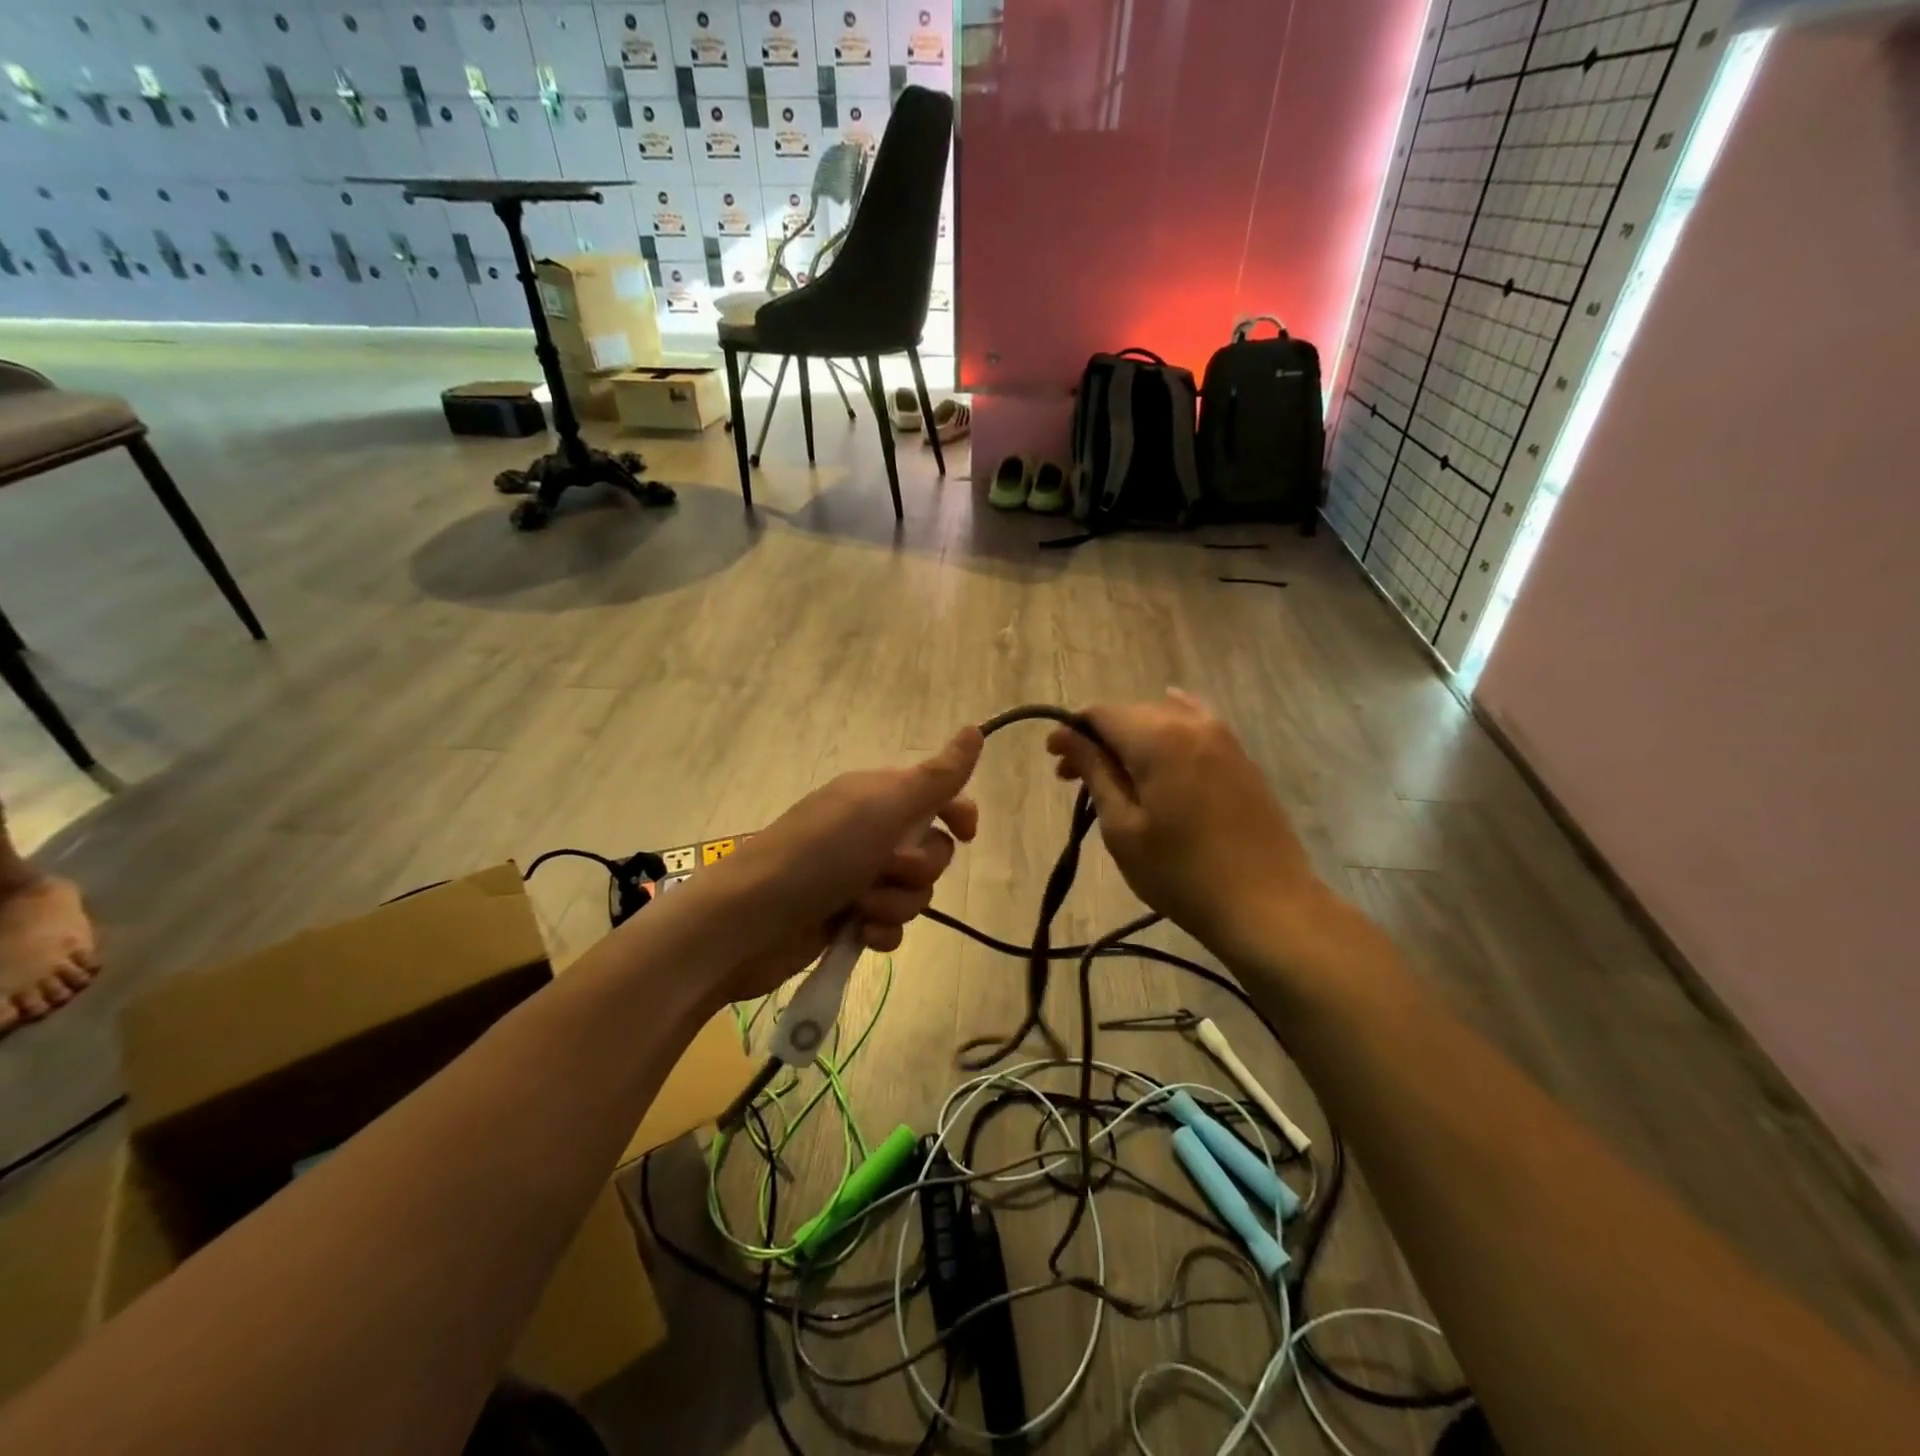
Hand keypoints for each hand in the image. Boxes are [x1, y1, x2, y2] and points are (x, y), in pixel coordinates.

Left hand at [683, 728, 982, 1006]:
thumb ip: (936, 777)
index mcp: (876, 796)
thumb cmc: (819, 854)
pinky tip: (860, 934)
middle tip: (886, 869)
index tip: (966, 833)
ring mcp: (857, 876)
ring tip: (860, 906)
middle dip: (918, 868)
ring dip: (895, 902)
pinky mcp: (847, 917)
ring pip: (913, 892)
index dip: (956, 813)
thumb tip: (976, 730)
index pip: (936, 795)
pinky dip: (880, 931)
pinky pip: (890, 925)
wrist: (749, 921)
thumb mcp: (883, 808)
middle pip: (931, 850)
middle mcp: (869, 832)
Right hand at [1046, 691, 1324, 954]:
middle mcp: (1193, 724)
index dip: (1071, 730)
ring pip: (1163, 720)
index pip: (1101, 714)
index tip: (1053, 759)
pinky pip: (1195, 729)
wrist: (1266, 905)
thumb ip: (1095, 772)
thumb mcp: (1122, 827)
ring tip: (1114, 774)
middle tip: (1073, 776)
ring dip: (1131, 739)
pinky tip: (1162, 740)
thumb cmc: (1180, 873)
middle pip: (1132, 714)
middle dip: (1098, 738)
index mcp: (1159, 737)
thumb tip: (1067, 736)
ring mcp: (1224, 739)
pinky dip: (1168, 733)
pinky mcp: (1241, 759)